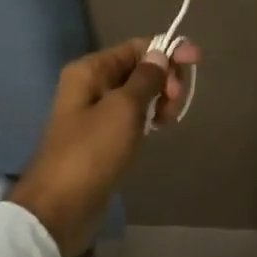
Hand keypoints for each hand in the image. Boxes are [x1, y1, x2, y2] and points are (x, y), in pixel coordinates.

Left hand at [8, 37, 198, 256]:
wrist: (59, 209)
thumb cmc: (92, 152)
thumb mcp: (124, 109)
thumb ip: (146, 78)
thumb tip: (160, 54)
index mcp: (90, 70)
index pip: (136, 47)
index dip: (167, 51)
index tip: (196, 62)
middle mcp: (91, 85)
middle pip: (139, 69)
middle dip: (164, 79)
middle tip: (175, 101)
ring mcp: (95, 113)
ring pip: (138, 94)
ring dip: (159, 100)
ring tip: (168, 120)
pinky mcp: (102, 138)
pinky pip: (132, 117)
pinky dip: (148, 118)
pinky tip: (158, 128)